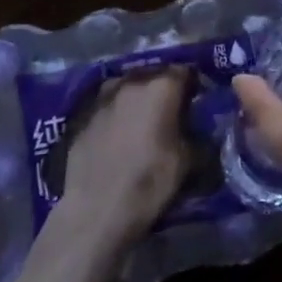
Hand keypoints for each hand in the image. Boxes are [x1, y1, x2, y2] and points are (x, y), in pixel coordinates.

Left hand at [44, 68, 189, 262]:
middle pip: (154, 74)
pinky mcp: (82, 116)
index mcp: (161, 87)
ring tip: (143, 120)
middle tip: (172, 111)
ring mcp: (103, 97)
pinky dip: (117, 113)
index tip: (198, 101)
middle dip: (165, 88)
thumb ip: (197, 134)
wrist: (95, 211)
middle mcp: (131, 82)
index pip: (185, 71)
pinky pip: (108, 105)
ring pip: (128, 86)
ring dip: (139, 97)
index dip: (194, 85)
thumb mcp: (188, 161)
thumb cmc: (149, 182)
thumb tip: (199, 128)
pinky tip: (119, 135)